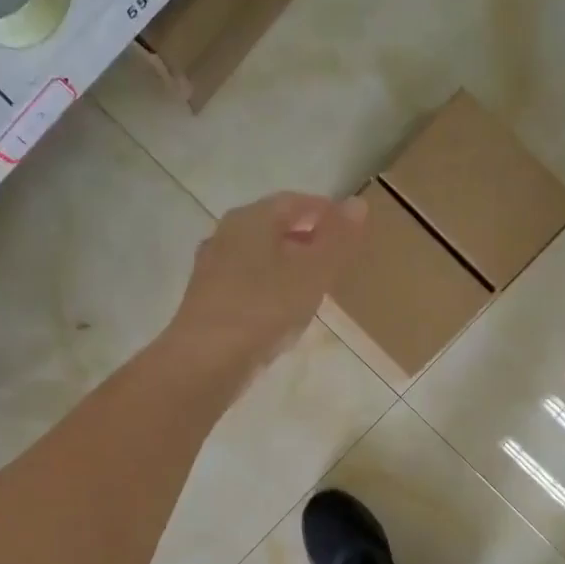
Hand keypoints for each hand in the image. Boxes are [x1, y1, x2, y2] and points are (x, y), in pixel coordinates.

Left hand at [162, 191, 367, 387]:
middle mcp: (226, 235)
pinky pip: (247, 285)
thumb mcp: (313, 272)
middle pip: (273, 228)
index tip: (351, 230)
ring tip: (314, 286)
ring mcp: (212, 269)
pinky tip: (282, 312)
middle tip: (336, 258)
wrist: (206, 361)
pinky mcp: (207, 302)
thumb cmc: (264, 308)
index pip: (294, 202)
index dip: (325, 212)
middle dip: (306, 238)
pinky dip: (270, 290)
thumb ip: (337, 239)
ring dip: (287, 266)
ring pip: (259, 258)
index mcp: (251, 219)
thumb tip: (357, 203)